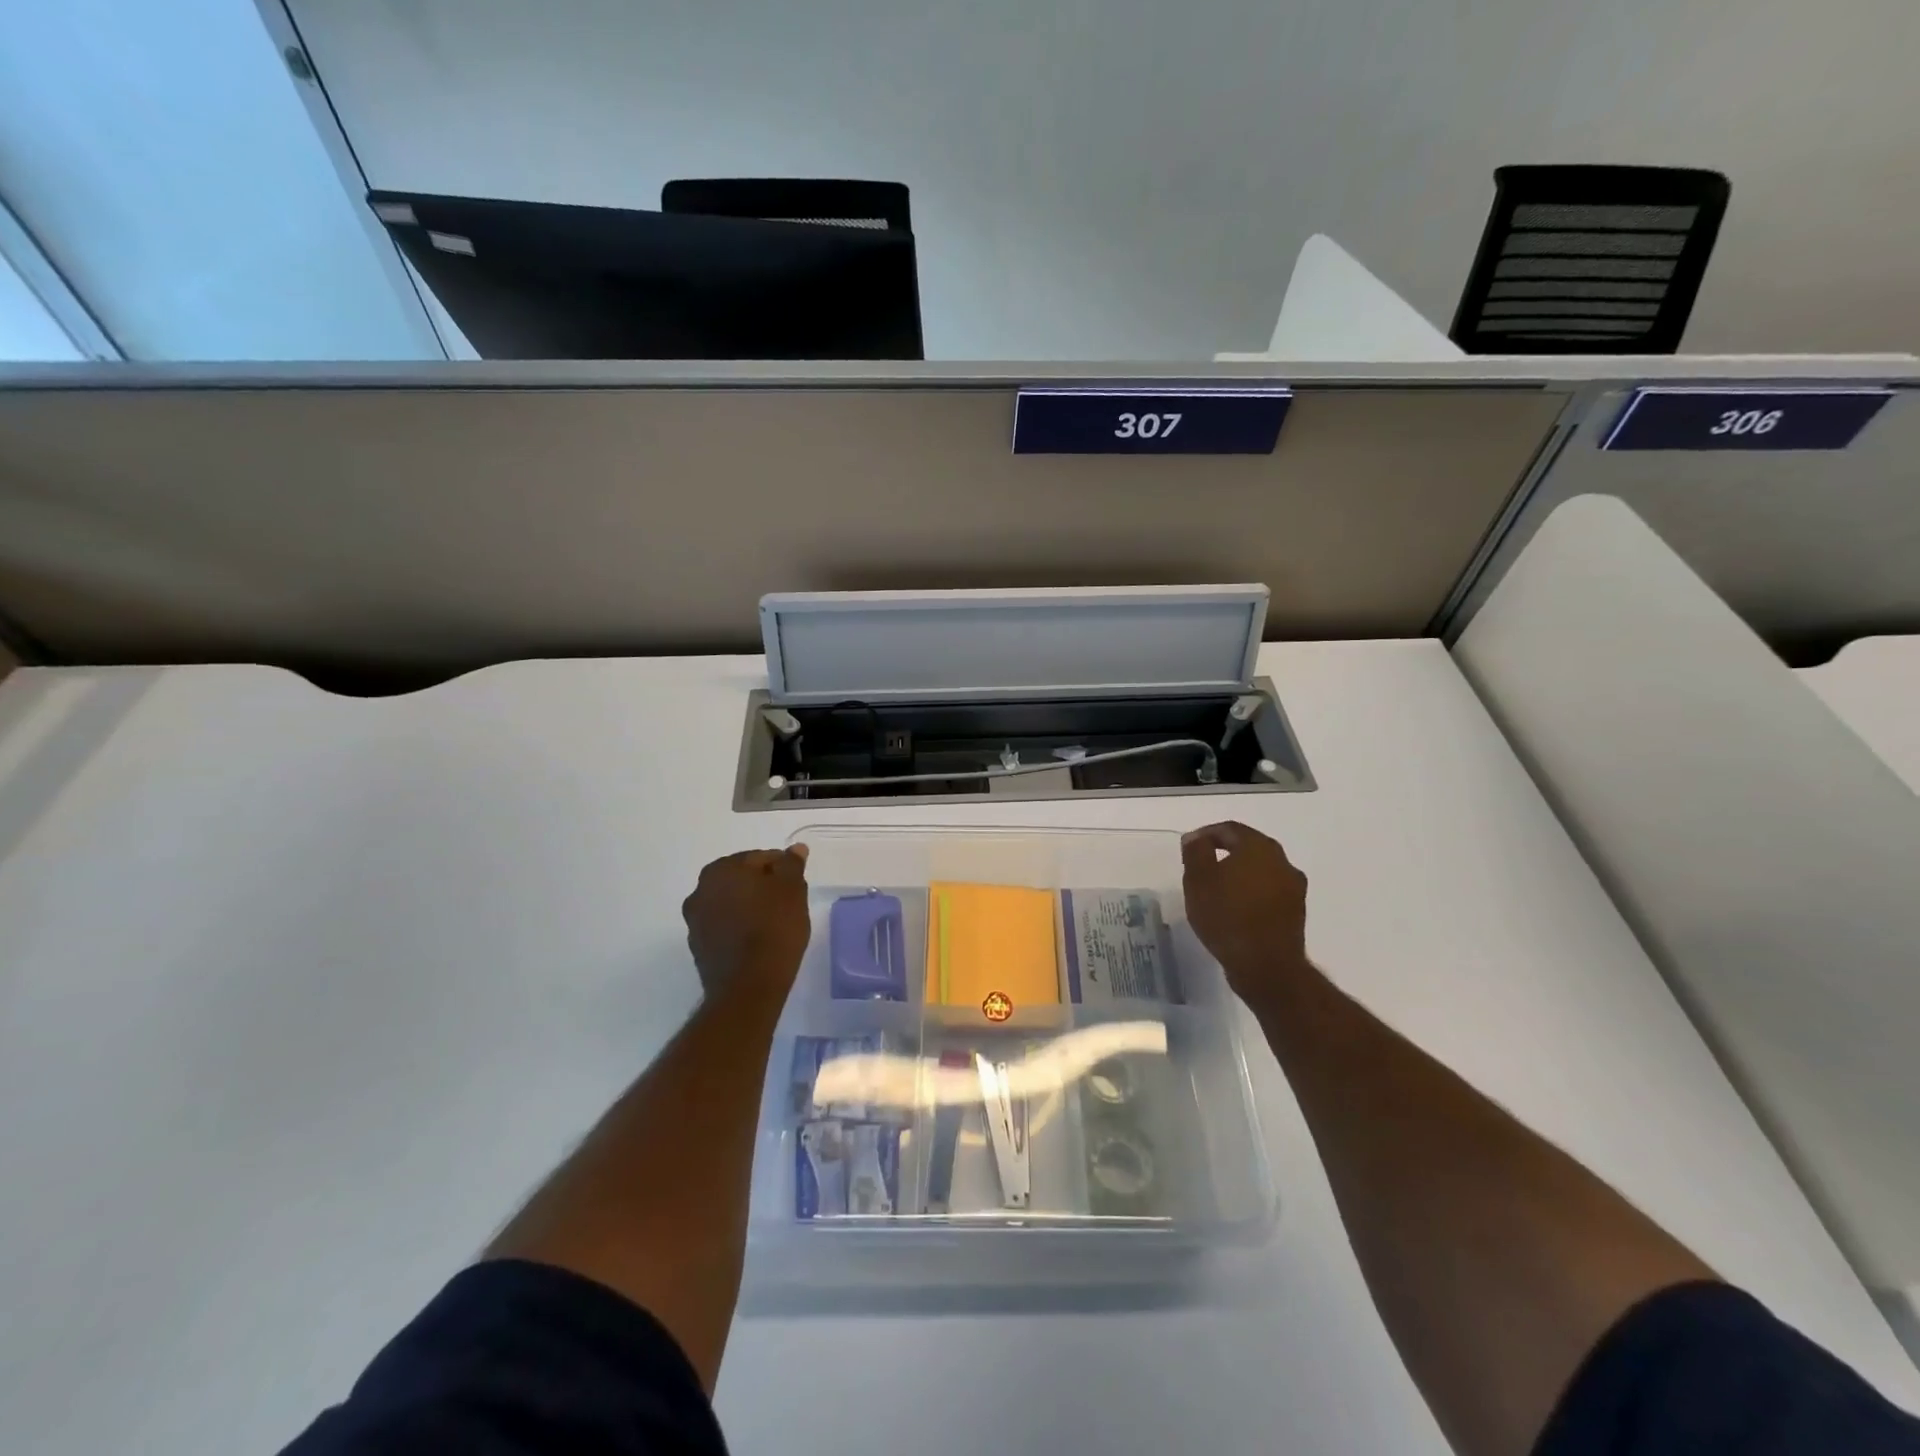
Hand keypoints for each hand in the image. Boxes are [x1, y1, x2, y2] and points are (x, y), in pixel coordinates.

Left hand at [682, 846, 811, 998]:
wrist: (749, 986)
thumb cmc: (774, 928)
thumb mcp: (792, 890)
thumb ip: (791, 865)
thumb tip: (794, 849)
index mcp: (721, 870)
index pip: (758, 858)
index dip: (781, 868)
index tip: (796, 884)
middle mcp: (700, 891)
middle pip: (741, 880)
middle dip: (762, 886)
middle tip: (788, 902)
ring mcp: (696, 922)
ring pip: (730, 903)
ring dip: (749, 907)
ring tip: (775, 922)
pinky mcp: (699, 948)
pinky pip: (724, 927)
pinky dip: (739, 927)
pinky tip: (758, 940)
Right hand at [1181, 821, 1309, 1002]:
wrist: (1266, 966)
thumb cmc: (1227, 916)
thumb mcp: (1198, 880)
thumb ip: (1196, 852)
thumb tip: (1196, 838)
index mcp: (1259, 847)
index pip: (1230, 829)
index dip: (1206, 834)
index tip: (1189, 847)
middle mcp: (1282, 861)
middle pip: (1249, 848)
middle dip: (1225, 853)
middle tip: (1202, 866)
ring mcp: (1293, 888)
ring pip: (1261, 871)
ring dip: (1240, 875)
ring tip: (1217, 890)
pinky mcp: (1296, 913)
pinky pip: (1268, 892)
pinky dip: (1251, 894)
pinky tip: (1235, 909)